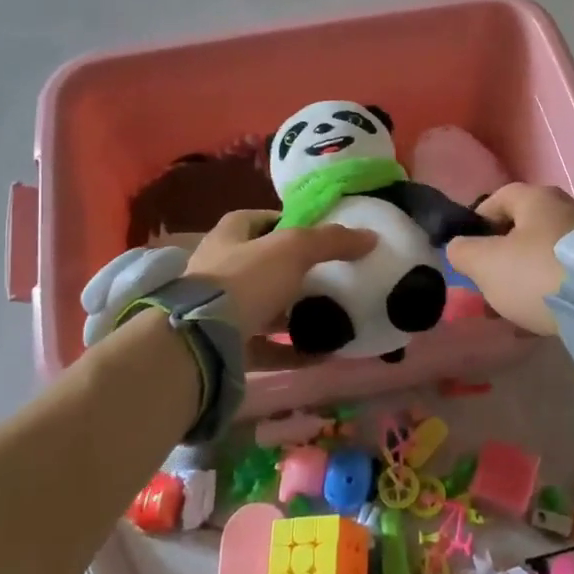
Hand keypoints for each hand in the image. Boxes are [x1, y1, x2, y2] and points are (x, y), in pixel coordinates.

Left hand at [184, 209, 375, 339]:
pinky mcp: (225, 346)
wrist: (202, 340)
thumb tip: (370, 236)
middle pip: (261, 265)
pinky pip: (265, 348)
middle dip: (292, 271)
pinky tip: (322, 354)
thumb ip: (331, 241)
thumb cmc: (245, 279)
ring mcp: (219, 311)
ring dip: (291, 313)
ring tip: (329, 315)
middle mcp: (219, 270)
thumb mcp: (293, 249)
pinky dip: (291, 351)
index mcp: (229, 237)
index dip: (284, 222)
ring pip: (262, 308)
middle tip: (330, 276)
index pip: (256, 219)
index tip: (316, 234)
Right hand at [444, 183, 573, 335]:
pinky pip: (568, 276)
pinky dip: (551, 292)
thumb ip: (462, 251)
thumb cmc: (537, 274)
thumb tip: (459, 247)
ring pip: (546, 255)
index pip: (498, 198)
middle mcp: (568, 209)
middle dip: (502, 256)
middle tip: (488, 284)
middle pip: (524, 229)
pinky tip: (541, 318)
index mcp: (537, 198)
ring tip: (512, 309)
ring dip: (526, 277)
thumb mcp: (485, 263)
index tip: (467, 249)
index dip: (478, 221)